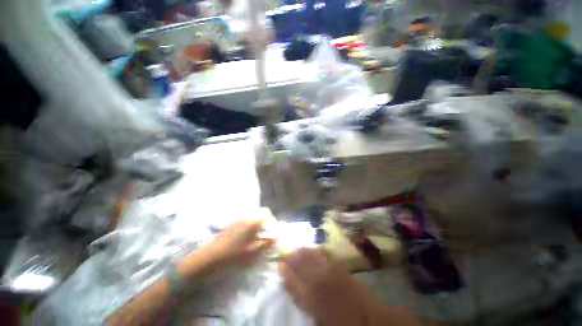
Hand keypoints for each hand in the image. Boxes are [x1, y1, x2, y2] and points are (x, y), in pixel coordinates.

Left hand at [207, 219, 274, 266]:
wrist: (210, 258)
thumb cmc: (235, 256)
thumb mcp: (254, 252)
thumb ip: (267, 243)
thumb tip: (276, 236)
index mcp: (252, 221)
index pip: (267, 212)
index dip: (272, 220)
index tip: (272, 231)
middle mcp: (245, 217)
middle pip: (259, 214)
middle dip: (265, 222)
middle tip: (265, 235)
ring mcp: (237, 220)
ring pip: (252, 217)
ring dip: (257, 224)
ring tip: (255, 238)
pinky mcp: (230, 224)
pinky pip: (244, 221)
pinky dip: (248, 227)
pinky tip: (245, 239)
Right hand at [278, 247, 368, 325]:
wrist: (368, 319)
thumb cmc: (339, 323)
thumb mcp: (316, 320)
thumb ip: (303, 302)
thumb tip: (292, 286)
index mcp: (309, 296)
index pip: (291, 280)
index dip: (283, 271)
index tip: (278, 263)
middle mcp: (317, 279)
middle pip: (299, 262)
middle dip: (290, 256)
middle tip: (285, 252)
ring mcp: (328, 269)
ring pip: (310, 254)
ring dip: (302, 250)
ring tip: (297, 248)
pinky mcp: (338, 265)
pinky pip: (323, 252)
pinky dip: (316, 249)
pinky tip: (314, 247)